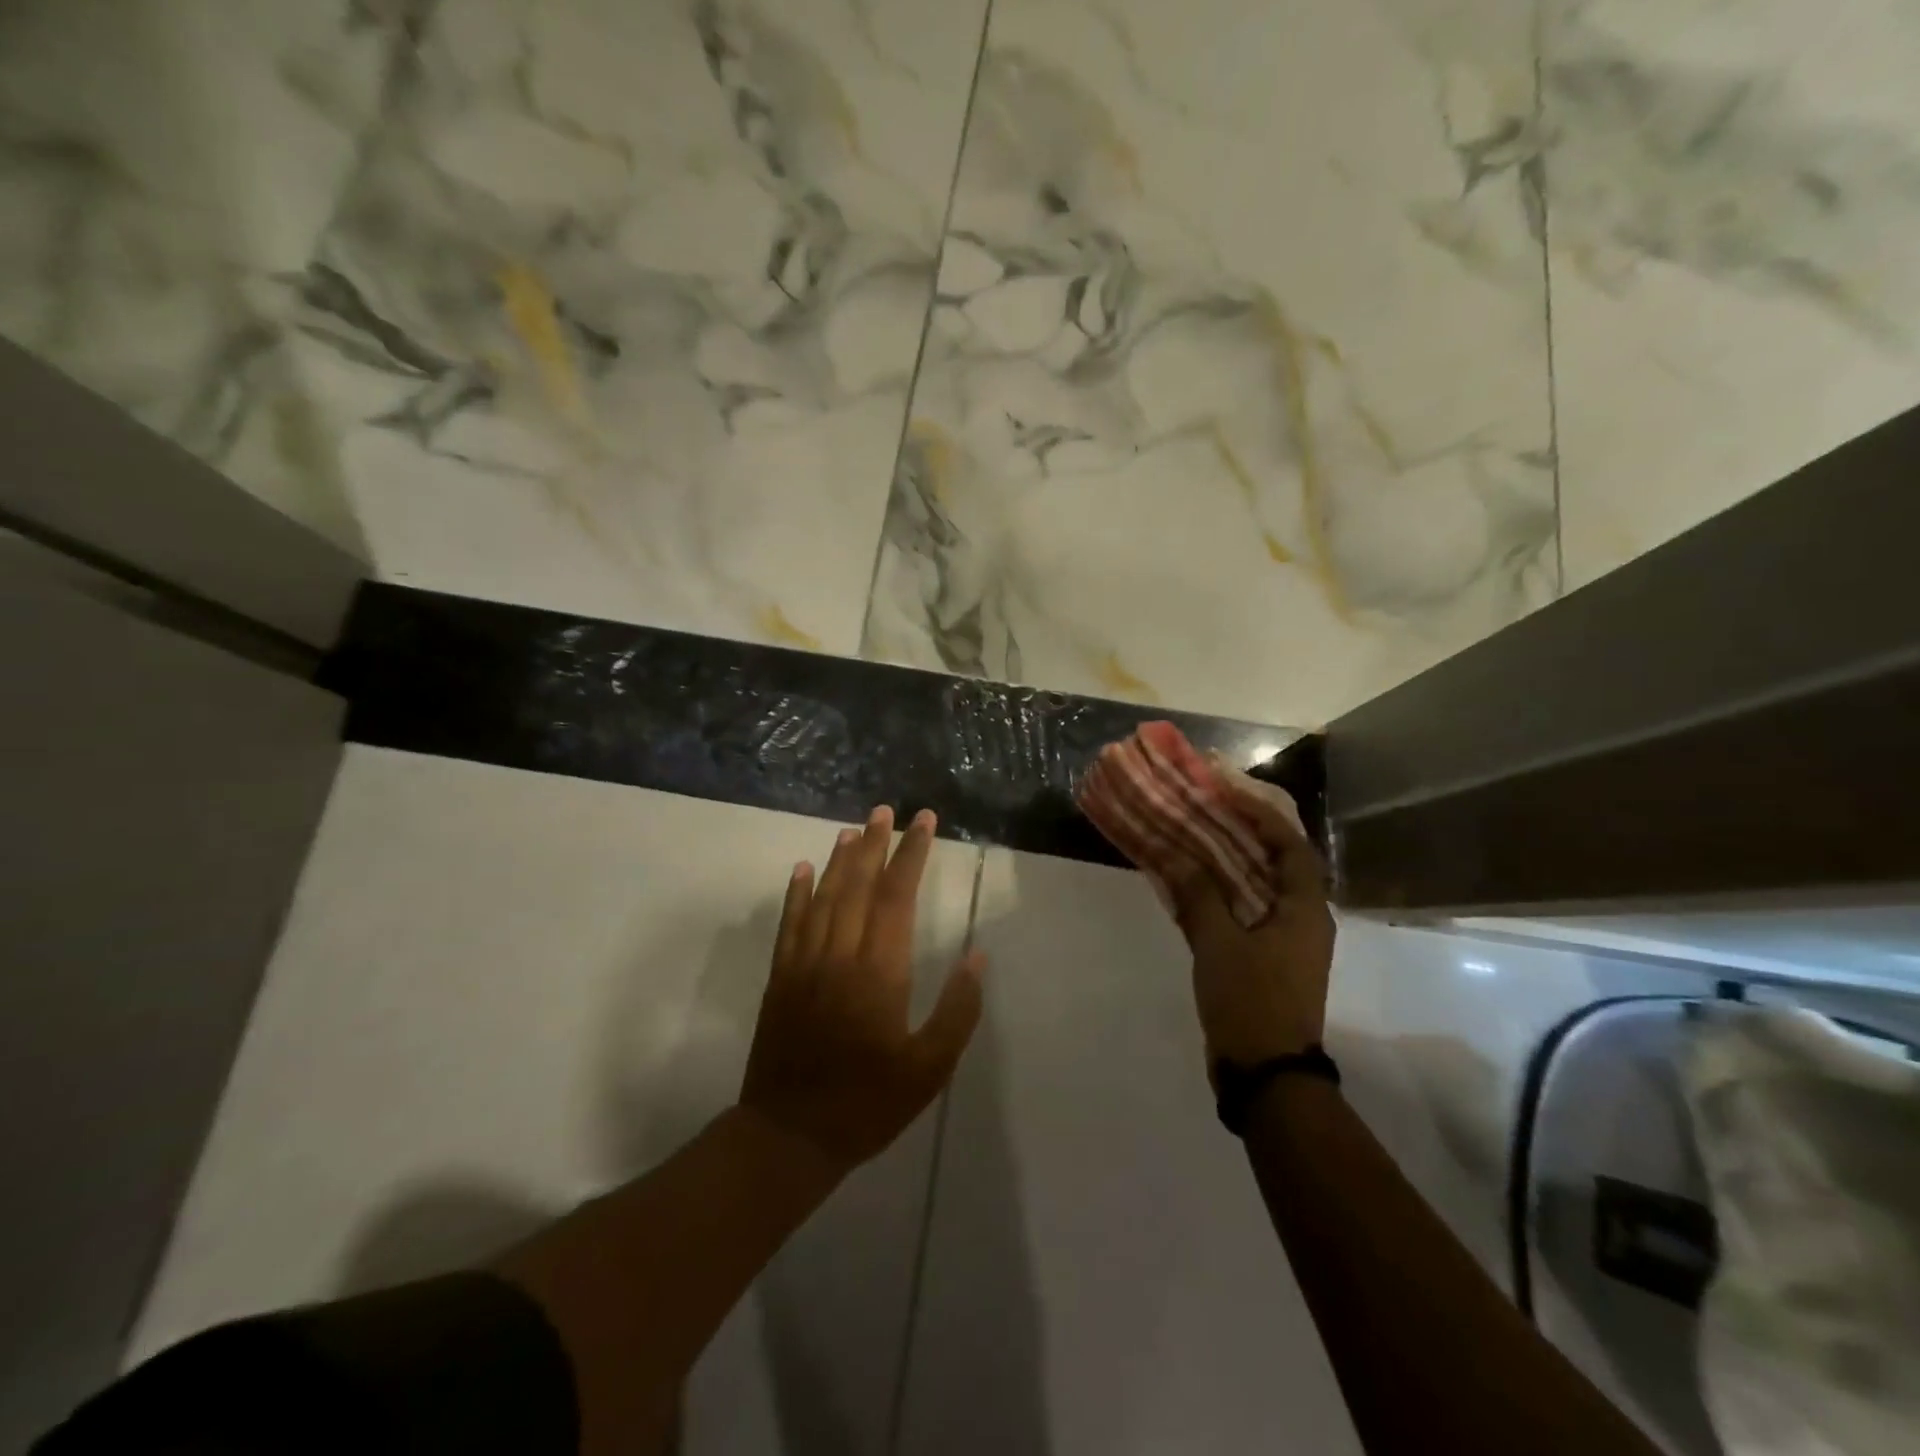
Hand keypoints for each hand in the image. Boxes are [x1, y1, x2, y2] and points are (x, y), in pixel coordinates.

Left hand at [739, 805, 985, 1173]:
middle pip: (859, 885)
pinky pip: (790, 924)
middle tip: (887, 811)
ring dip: (841, 859)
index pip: (898, 895)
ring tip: (854, 829)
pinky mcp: (781, 978)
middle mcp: (840, 954)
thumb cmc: (868, 1103)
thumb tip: (977, 957)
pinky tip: (804, 869)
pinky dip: (798, 893)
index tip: (924, 822)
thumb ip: (957, 1011)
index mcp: (879, 971)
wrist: (790, 1135)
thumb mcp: (929, 1069)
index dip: (911, 854)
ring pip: (825, 897)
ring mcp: (805, 963)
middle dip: (876, 844)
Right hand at [1162, 768, 1334, 1070]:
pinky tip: (1189, 881)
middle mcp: (1301, 918)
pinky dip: (1220, 891)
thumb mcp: (1219, 945)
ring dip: (1227, 860)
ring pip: (1256, 885)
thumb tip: (1176, 855)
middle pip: (1274, 861)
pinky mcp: (1265, 958)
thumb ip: (1198, 895)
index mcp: (1305, 909)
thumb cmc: (1251, 1002)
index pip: (1290, 844)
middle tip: (1206, 806)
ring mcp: (1284, 940)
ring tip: (1193, 834)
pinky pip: (1243, 910)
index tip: (1225, 790)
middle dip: (1242, 831)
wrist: (1266, 1075)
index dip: (1260, 813)